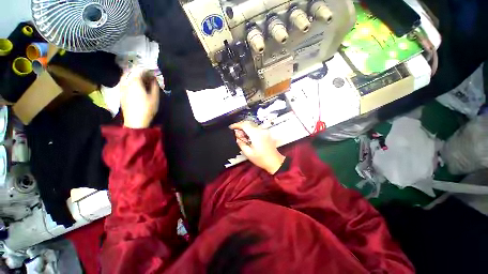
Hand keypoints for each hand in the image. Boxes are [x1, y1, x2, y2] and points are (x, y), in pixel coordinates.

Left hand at [120, 68, 159, 128]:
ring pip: (125, 76)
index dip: (146, 70)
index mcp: (135, 82)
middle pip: (130, 71)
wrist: (135, 121)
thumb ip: (155, 86)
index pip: (139, 70)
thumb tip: (154, 79)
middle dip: (139, 71)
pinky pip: (123, 81)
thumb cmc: (147, 108)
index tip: (153, 72)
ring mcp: (121, 87)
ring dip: (133, 75)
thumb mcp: (155, 97)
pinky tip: (135, 85)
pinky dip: (129, 80)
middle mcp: (126, 82)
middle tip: (147, 75)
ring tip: (141, 79)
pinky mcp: (120, 93)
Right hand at [230, 121, 284, 173]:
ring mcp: (265, 131)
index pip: (245, 125)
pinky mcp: (267, 133)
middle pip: (249, 124)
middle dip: (241, 126)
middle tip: (236, 132)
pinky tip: (249, 137)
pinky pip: (257, 129)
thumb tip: (237, 135)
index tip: (231, 127)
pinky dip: (251, 130)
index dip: (237, 125)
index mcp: (256, 135)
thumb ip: (241, 143)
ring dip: (246, 128)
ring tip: (242, 136)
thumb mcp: (248, 153)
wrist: (275, 161)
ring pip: (253, 126)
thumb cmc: (261, 159)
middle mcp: (261, 130)